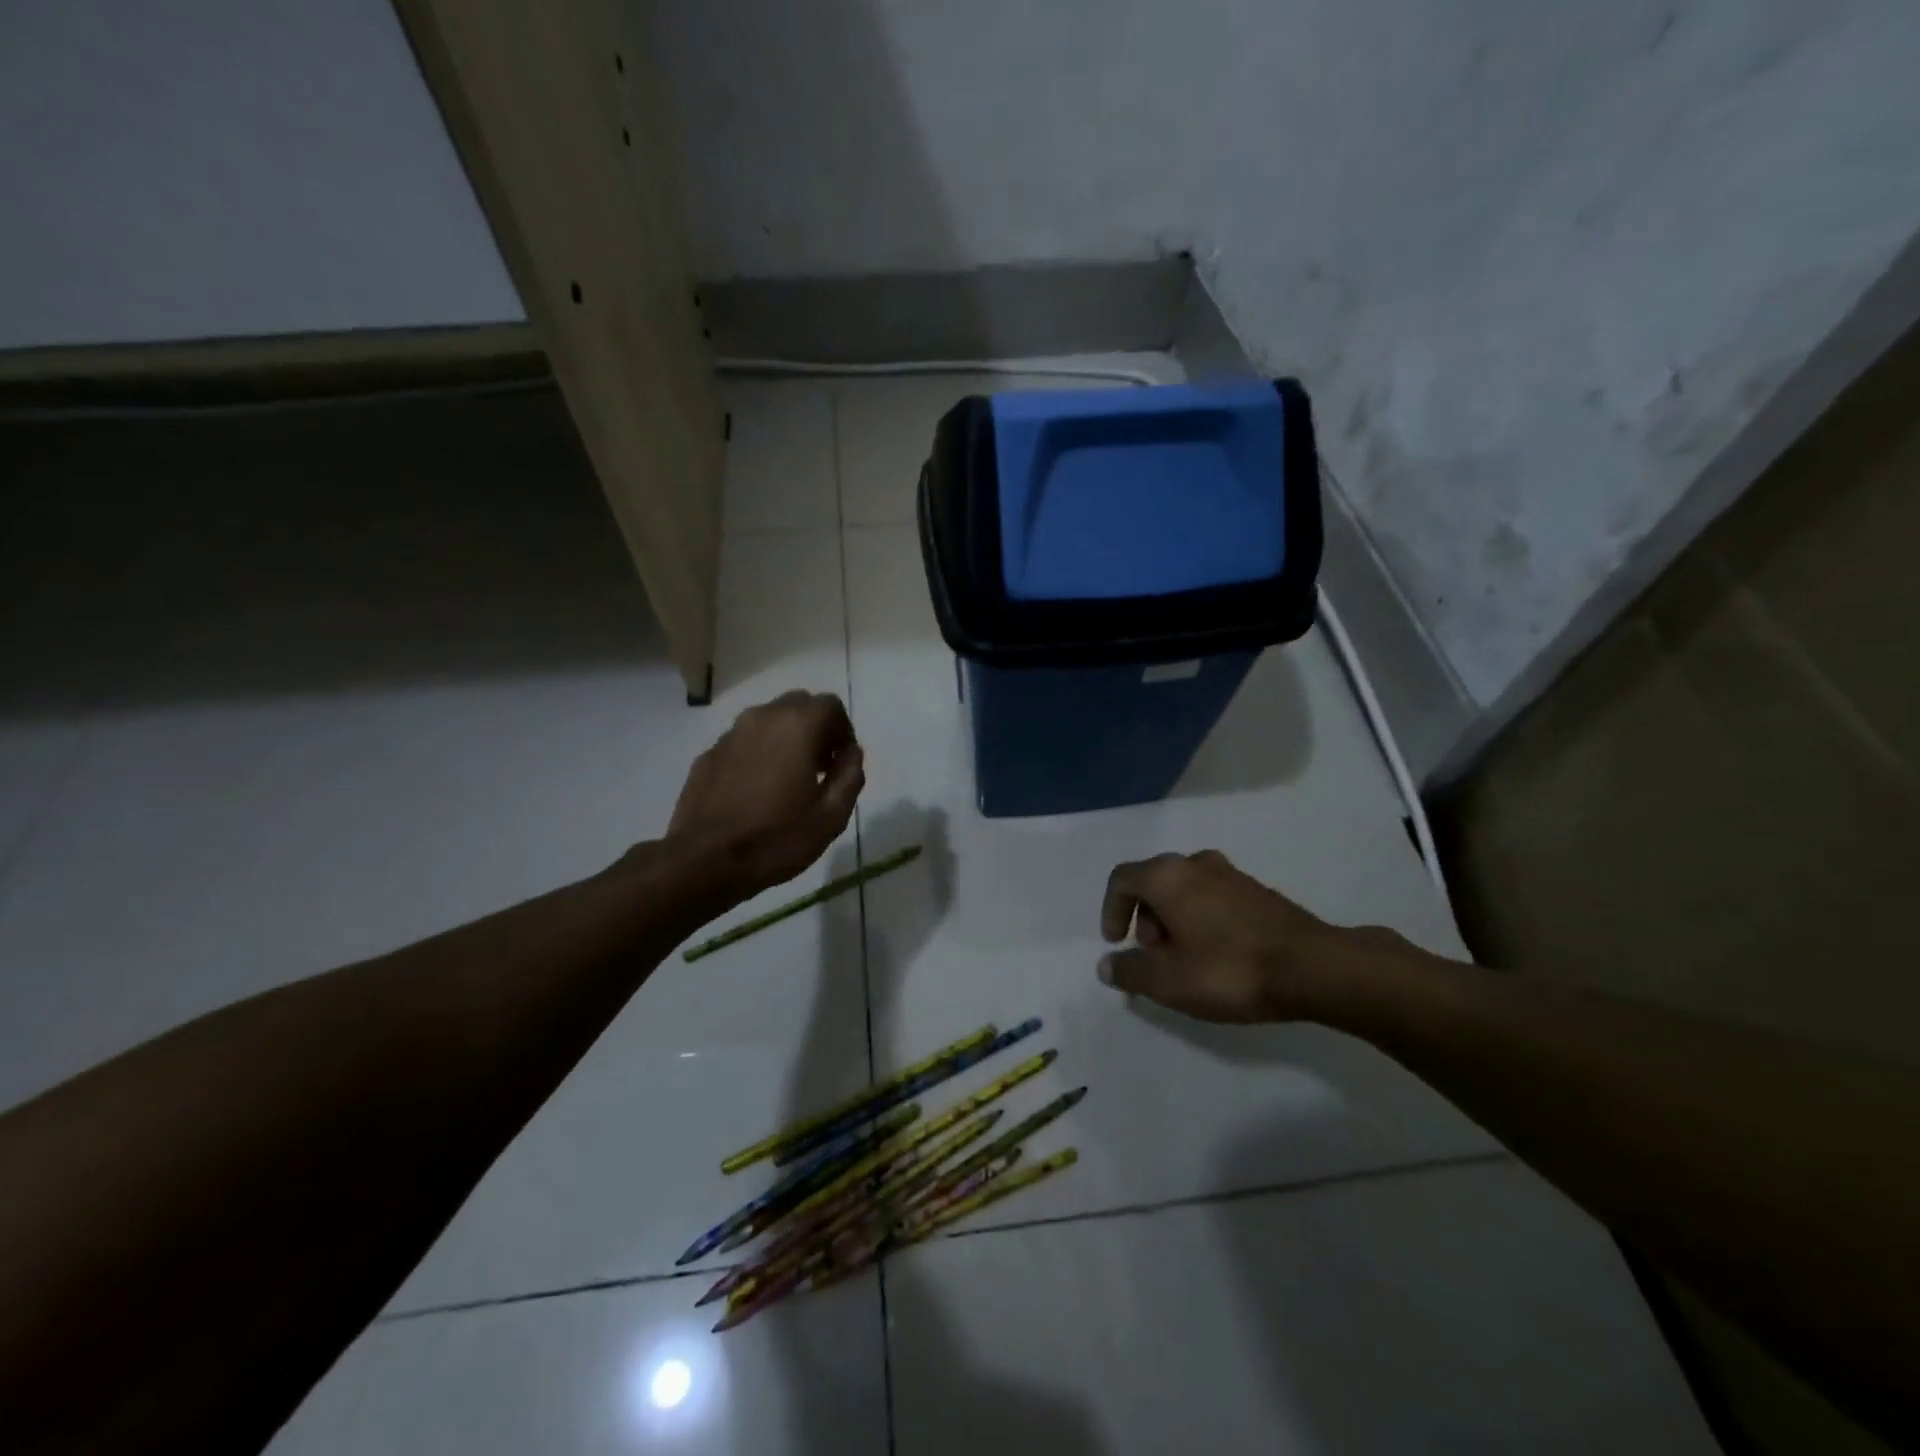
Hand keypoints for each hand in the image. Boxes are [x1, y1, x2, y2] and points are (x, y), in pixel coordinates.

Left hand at [664, 690, 864, 901]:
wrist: (705, 862)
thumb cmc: (777, 839)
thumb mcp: (831, 817)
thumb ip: (849, 777)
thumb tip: (851, 754)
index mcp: (797, 726)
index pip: (831, 706)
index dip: (843, 731)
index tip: (842, 763)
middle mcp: (762, 718)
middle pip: (798, 705)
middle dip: (814, 729)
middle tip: (819, 767)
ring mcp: (730, 735)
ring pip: (768, 721)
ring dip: (785, 739)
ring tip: (787, 780)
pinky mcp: (708, 755)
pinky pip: (743, 742)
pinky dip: (757, 754)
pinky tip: (756, 791)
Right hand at [1096, 850, 1363, 1022]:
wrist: (1313, 968)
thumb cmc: (1227, 969)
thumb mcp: (1167, 980)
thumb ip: (1129, 971)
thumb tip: (1108, 965)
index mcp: (1167, 875)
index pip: (1122, 879)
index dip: (1111, 910)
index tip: (1117, 944)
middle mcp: (1196, 863)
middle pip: (1154, 885)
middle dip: (1145, 922)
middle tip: (1156, 961)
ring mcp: (1232, 875)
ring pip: (1186, 892)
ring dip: (1174, 924)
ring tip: (1187, 965)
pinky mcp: (1259, 892)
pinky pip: (1214, 901)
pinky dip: (1202, 923)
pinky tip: (1218, 959)